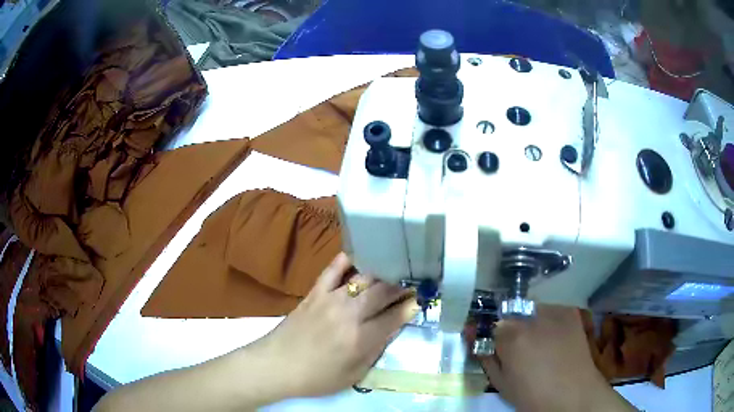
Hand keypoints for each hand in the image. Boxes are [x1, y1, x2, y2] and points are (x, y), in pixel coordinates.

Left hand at [255, 252, 419, 397]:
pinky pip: (333, 269)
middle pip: (383, 292)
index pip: (394, 317)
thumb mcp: (353, 374)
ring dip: (382, 274)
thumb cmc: (317, 377)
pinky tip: (360, 255)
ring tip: (393, 271)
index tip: (418, 300)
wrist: (277, 365)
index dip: (410, 307)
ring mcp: (330, 299)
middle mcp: (349, 314)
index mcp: (360, 339)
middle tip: (410, 284)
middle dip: (401, 286)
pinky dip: (348, 260)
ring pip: (364, 278)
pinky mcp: (314, 292)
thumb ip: (376, 350)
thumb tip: (394, 327)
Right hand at [471, 305, 634, 411]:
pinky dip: (547, 321)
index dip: (492, 336)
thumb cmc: (532, 396)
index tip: (494, 345)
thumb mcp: (501, 383)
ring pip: (531, 310)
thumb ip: (485, 357)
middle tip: (518, 347)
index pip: (491, 323)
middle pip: (511, 314)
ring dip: (528, 323)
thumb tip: (473, 338)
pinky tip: (553, 338)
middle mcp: (531, 316)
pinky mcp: (570, 311)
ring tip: (538, 343)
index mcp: (511, 336)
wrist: (574, 394)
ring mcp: (554, 310)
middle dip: (510, 328)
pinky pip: (550, 310)